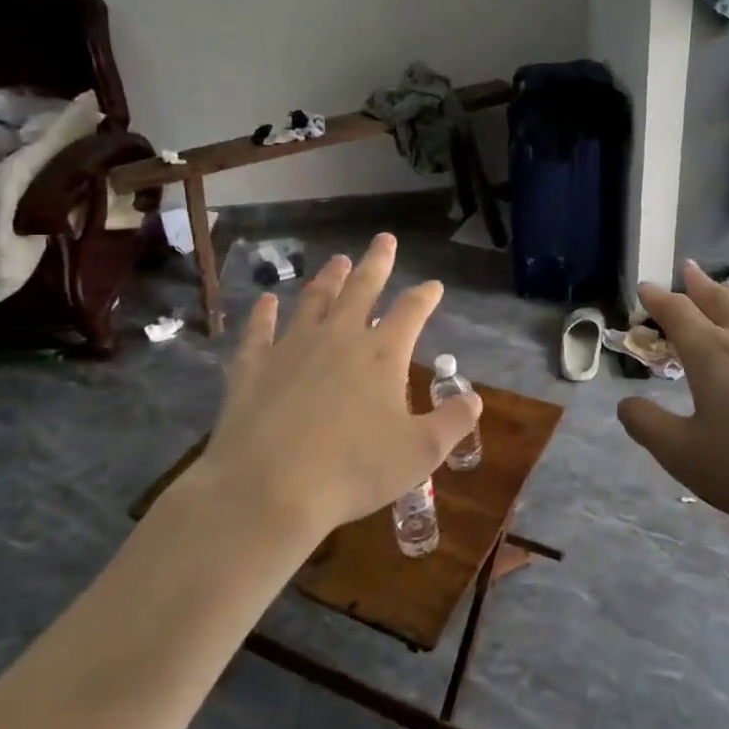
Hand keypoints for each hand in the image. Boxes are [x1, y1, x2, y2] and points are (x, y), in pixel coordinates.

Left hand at [182, 234, 481, 541]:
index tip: (434, 285)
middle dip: (377, 263)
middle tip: (384, 239)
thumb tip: (475, 398)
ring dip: (328, 278)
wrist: (269, 489)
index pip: (411, 311)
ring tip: (337, 260)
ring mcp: (292, 348)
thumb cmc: (354, 471)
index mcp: (382, 354)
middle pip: (362, 288)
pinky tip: (267, 301)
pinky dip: (264, 313)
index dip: (425, 296)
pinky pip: (259, 331)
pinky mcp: (253, 366)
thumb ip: (453, 422)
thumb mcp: (421, 453)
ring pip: (314, 300)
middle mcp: (339, 338)